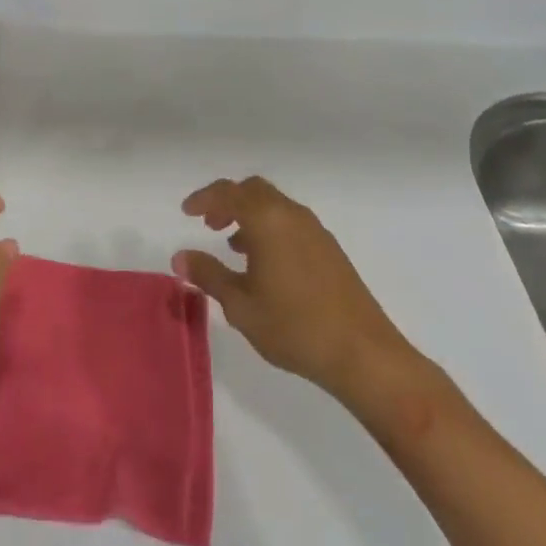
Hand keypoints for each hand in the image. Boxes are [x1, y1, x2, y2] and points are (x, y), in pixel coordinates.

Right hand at [175, 177, 436, 431]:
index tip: (187, 212)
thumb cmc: (294, 327)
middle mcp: (291, 214)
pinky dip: (270, 228)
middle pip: (252, 190)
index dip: (204, 199)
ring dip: (250, 216)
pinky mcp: (330, 249)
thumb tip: (180, 257)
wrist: (364, 355)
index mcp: (266, 219)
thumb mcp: (241, 306)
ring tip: (234, 247)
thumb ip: (209, 275)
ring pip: (274, 205)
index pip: (227, 193)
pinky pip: (290, 222)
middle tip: (209, 225)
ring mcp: (315, 230)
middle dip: (227, 202)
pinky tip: (266, 264)